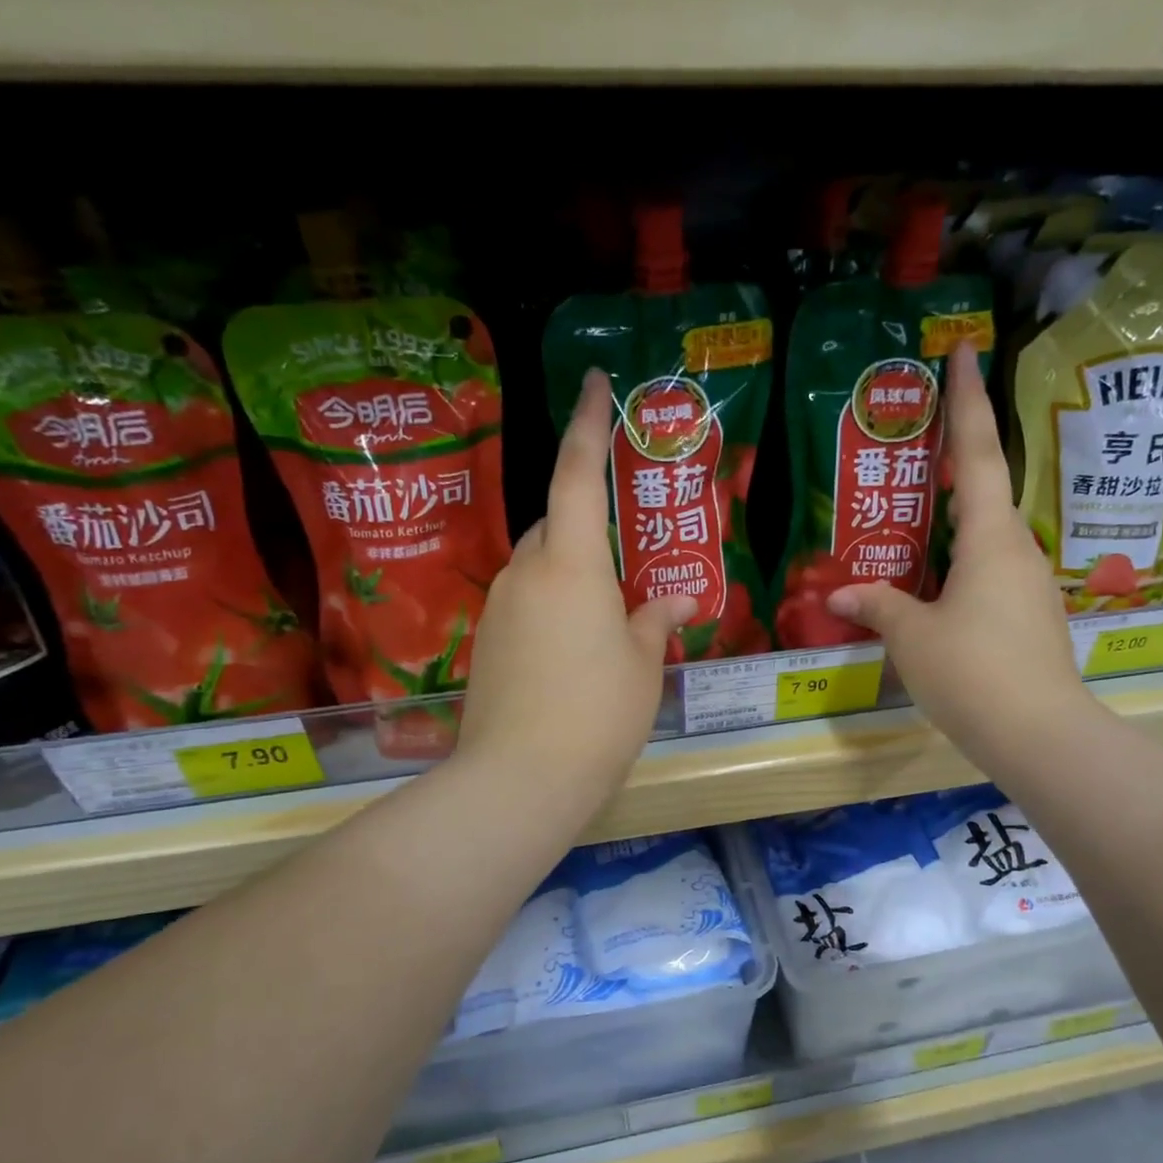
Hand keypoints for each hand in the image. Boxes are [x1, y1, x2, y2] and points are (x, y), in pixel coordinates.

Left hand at [456, 369, 695, 814]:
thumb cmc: (598, 713)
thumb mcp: (642, 665)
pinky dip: (552, 611)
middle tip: (626, 563)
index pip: (578, 475)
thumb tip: (675, 600)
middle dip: (587, 527)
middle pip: (555, 525)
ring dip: (572, 577)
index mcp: (572, 564)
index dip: (588, 425)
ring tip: (607, 622)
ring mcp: (499, 608)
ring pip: (540, 568)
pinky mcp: (486, 643)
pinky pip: (526, 605)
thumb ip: (654, 620)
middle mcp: (527, 573)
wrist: (521, 779)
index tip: (593, 383)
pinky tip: (575, 654)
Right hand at [826, 344, 1093, 777]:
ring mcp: (1029, 586)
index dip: (967, 401)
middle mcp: (1017, 550)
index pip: (976, 454)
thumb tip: (841, 596)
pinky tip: (933, 586)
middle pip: (984, 491)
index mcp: (990, 538)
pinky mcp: (1030, 618)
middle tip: (917, 443)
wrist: (1040, 735)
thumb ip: (878, 606)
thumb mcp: (912, 637)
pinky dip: (960, 566)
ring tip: (914, 521)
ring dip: (953, 523)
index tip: (966, 352)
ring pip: (986, 538)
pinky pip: (990, 574)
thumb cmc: (972, 672)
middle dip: (954, 461)